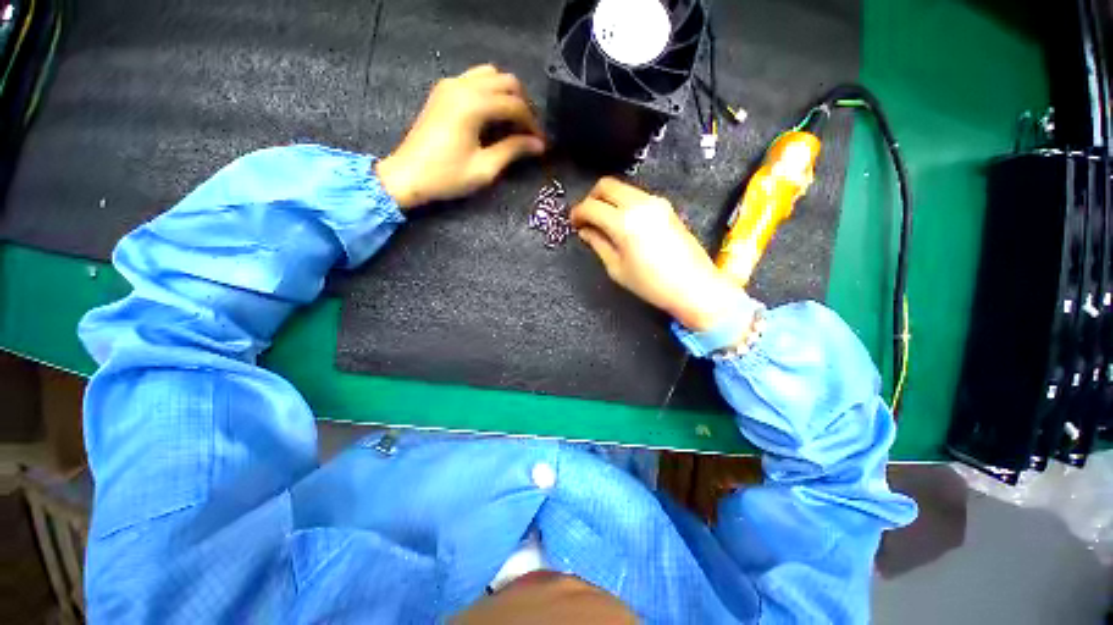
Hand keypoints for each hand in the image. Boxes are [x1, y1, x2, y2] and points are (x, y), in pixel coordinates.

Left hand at [376, 64, 545, 208]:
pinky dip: (490, 92)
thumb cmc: (447, 176)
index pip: (515, 105)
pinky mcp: (444, 91)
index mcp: (473, 105)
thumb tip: (538, 144)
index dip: (532, 124)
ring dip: (507, 95)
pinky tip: (493, 115)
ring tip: (514, 122)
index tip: (540, 143)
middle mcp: (463, 86)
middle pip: (506, 82)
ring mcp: (451, 85)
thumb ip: (513, 151)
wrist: (408, 175)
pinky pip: (475, 79)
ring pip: (491, 75)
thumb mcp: (485, 168)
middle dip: (523, 105)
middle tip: (529, 131)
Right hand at [571, 177, 743, 331]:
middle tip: (586, 217)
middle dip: (591, 198)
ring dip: (607, 199)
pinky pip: (636, 195)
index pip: (591, 206)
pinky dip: (623, 202)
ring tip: (603, 221)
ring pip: (622, 187)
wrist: (694, 285)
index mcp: (624, 223)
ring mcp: (655, 202)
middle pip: (606, 185)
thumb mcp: (617, 268)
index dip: (577, 213)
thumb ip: (598, 244)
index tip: (574, 222)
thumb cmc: (651, 284)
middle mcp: (639, 204)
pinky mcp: (665, 205)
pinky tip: (622, 221)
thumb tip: (585, 230)